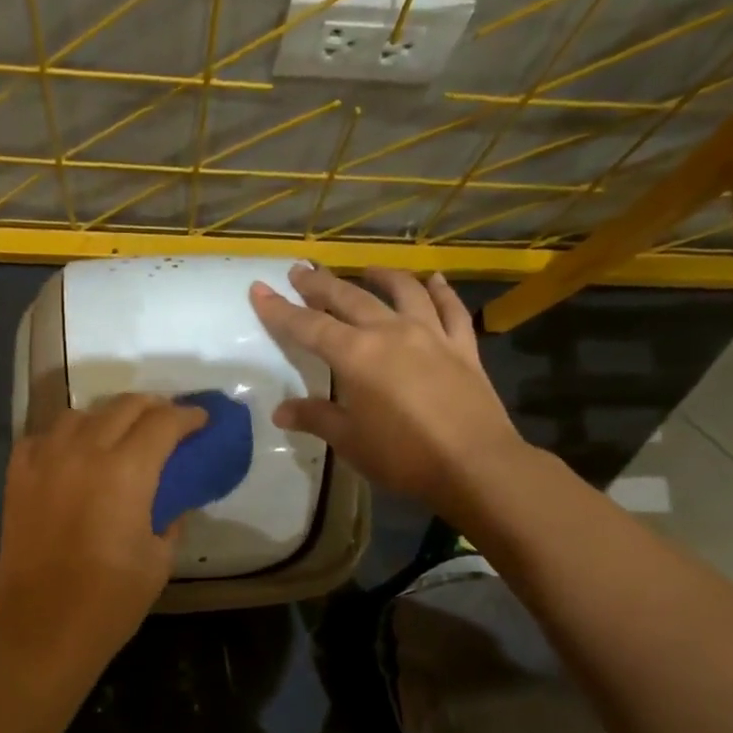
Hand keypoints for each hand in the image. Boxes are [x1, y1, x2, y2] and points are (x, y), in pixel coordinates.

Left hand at [0, 394, 206, 677]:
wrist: (44, 628)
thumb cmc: (111, 600)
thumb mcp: (159, 558)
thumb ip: (172, 516)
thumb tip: (173, 498)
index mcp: (127, 471)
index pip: (163, 422)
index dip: (188, 417)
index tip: (201, 421)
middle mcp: (84, 452)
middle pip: (123, 406)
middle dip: (153, 406)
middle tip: (168, 421)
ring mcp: (45, 461)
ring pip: (80, 414)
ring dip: (108, 417)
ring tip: (121, 433)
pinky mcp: (17, 477)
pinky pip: (43, 437)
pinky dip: (65, 437)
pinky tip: (74, 453)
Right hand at [251, 265, 519, 516]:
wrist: (473, 463)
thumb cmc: (402, 456)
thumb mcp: (350, 441)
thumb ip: (316, 418)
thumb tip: (281, 411)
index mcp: (356, 355)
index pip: (308, 327)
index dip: (280, 310)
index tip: (259, 290)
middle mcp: (390, 332)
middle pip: (349, 298)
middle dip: (321, 284)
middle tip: (301, 270)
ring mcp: (431, 334)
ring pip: (402, 292)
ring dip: (381, 276)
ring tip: (366, 269)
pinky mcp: (462, 346)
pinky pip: (451, 309)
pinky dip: (441, 291)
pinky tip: (434, 281)